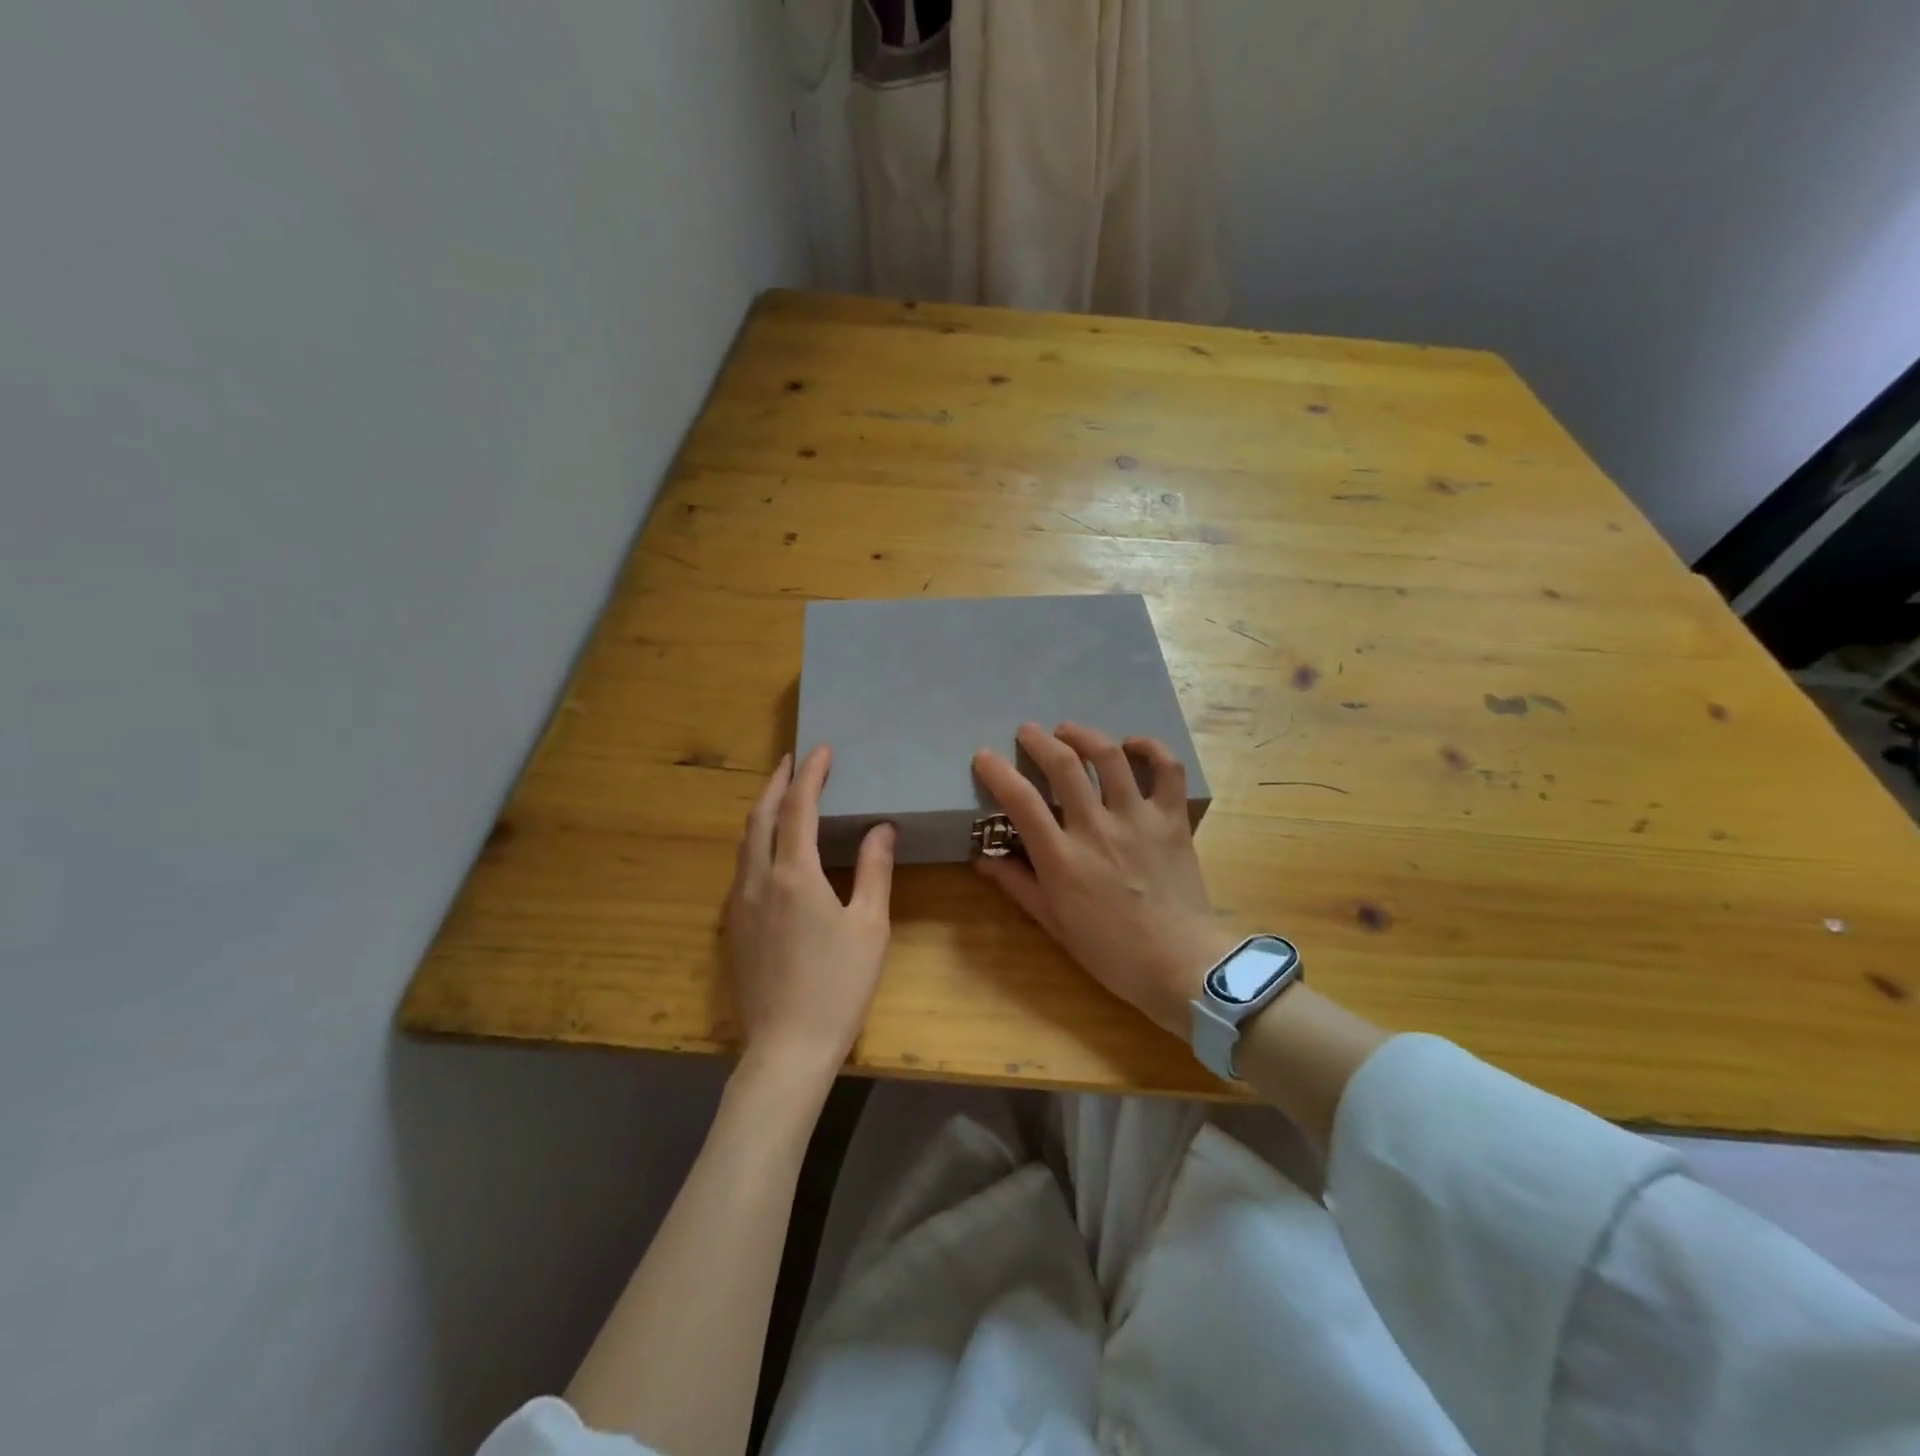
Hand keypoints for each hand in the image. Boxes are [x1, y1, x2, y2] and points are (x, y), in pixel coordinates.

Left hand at [724, 745, 895, 1087]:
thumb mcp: (869, 926)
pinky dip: (756, 840)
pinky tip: (771, 849)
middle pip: (761, 816)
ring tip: (782, 794)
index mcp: (794, 874)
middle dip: (777, 782)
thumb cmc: (838, 986)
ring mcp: (739, 903)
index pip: (799, 807)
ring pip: (745, 841)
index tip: (821, 749)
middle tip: (793, 760)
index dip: (811, 774)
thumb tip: (881, 828)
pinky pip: (742, 866)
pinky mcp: (733, 926)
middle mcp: (758, 879)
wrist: (786, 1048)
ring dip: (763, 809)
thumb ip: (874, 870)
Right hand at [972, 723, 1236, 1037]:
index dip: (997, 772)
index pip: (1021, 801)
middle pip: (1064, 765)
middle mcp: (1097, 829)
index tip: (984, 757)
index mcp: (1063, 859)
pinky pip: (1167, 770)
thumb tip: (984, 857)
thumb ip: (1019, 885)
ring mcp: (1138, 819)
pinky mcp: (1172, 820)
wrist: (1181, 966)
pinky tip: (1132, 745)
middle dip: (1039, 740)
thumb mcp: (1054, 924)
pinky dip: (1150, 749)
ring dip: (1084, 735)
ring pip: (1110, 757)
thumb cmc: (1111, 952)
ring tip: (1069, 732)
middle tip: (1027, 732)